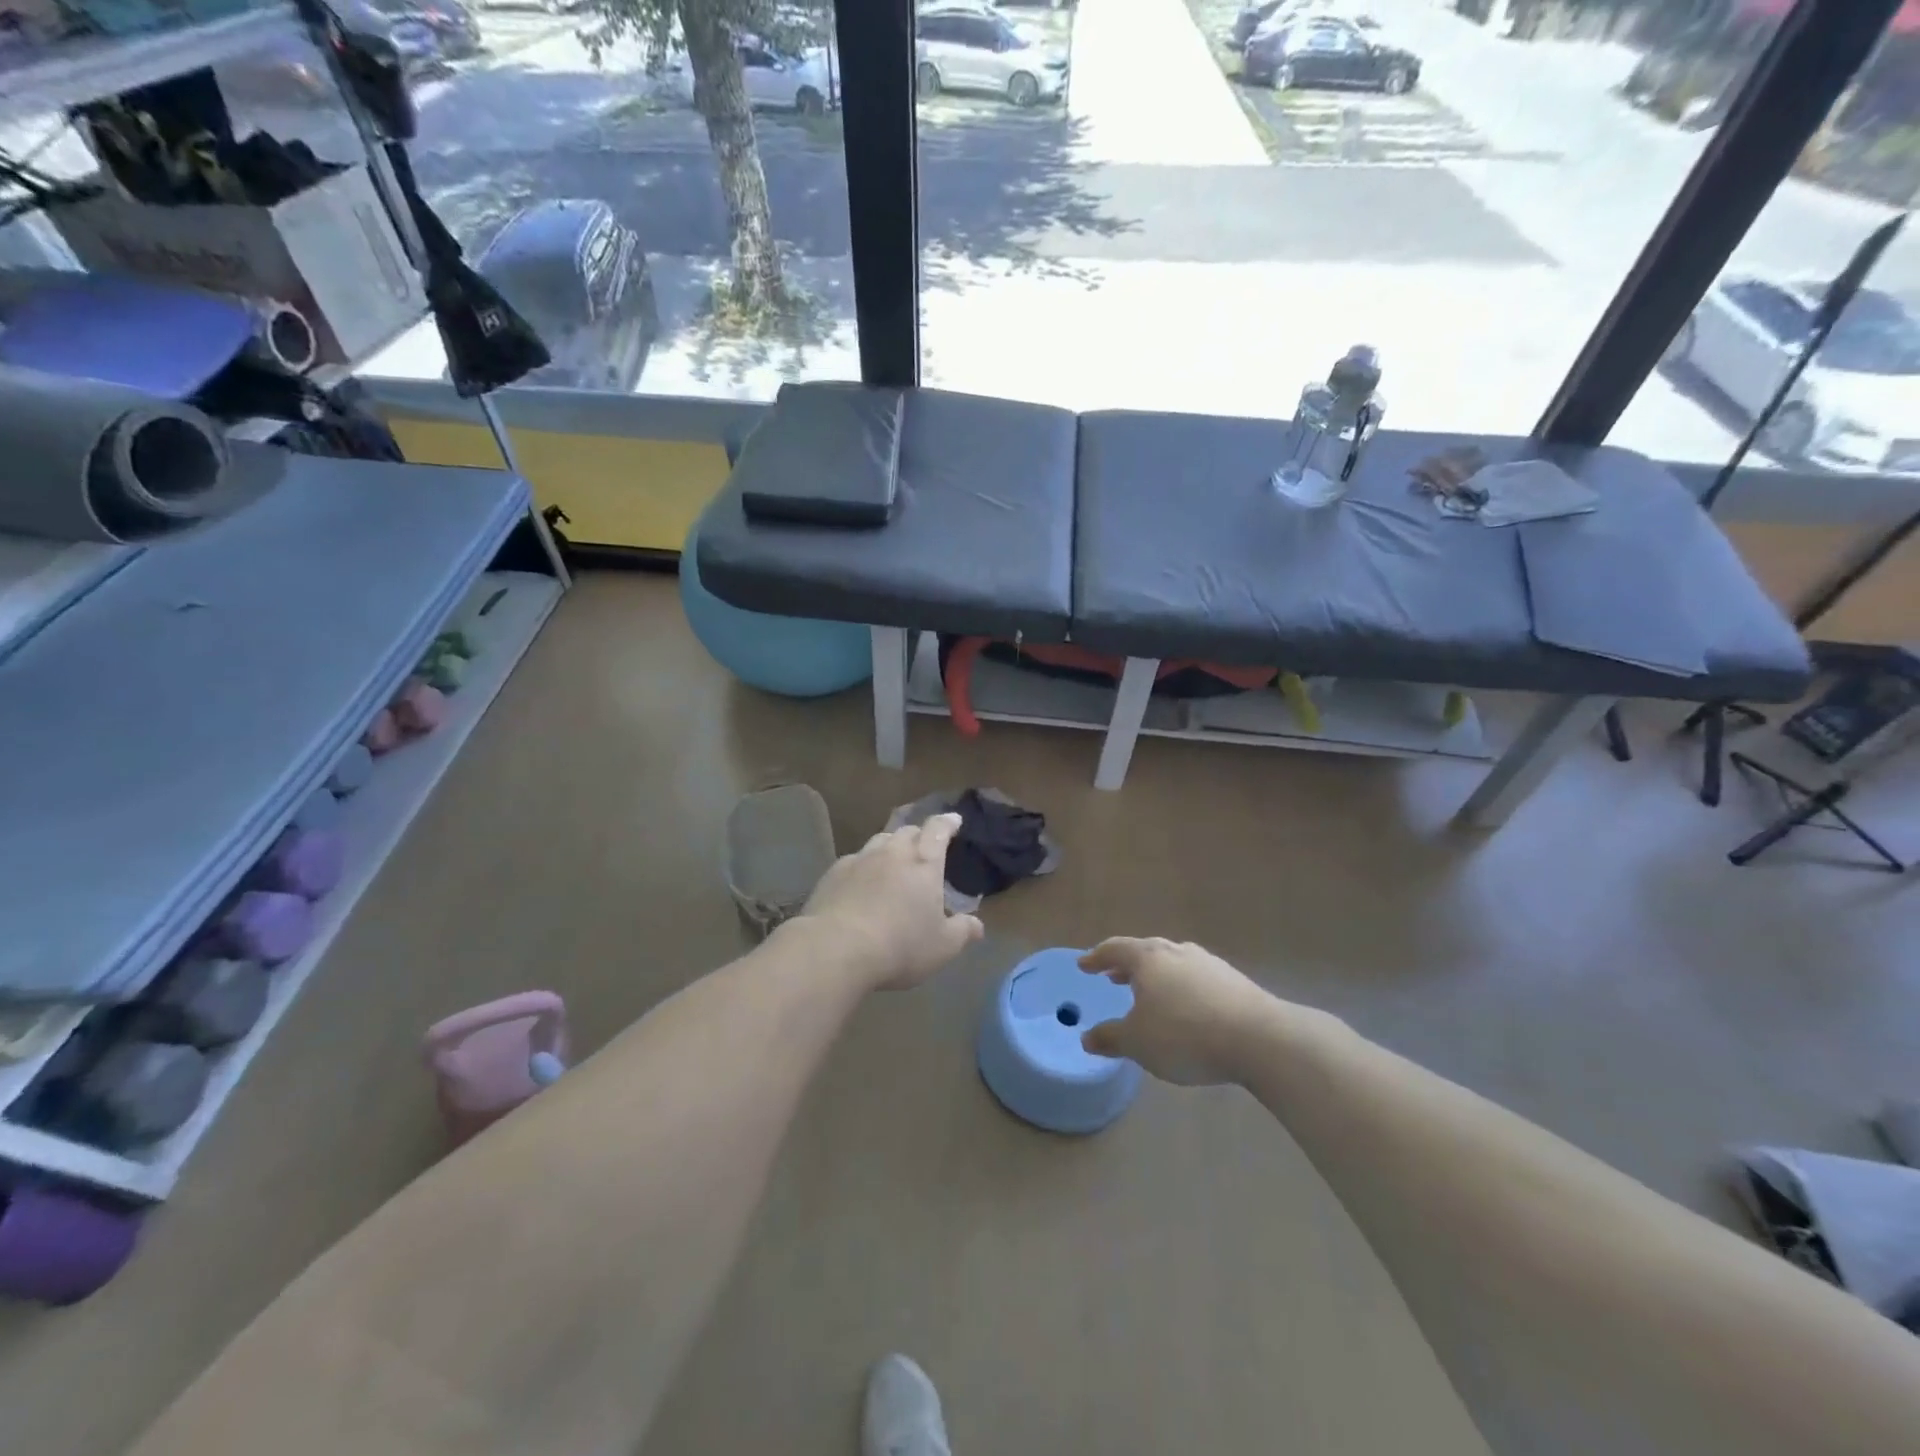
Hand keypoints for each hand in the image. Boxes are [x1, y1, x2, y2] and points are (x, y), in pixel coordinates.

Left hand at [800, 814, 983, 990]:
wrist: (837, 949)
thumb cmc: (900, 946)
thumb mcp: (942, 946)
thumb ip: (962, 931)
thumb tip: (978, 925)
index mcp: (924, 863)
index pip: (938, 830)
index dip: (947, 823)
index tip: (954, 820)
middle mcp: (892, 853)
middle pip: (907, 831)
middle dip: (919, 834)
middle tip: (924, 846)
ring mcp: (860, 860)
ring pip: (879, 840)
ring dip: (890, 846)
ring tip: (893, 860)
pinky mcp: (833, 874)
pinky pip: (854, 860)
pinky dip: (864, 865)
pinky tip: (861, 882)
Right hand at [1078, 938, 1275, 1085]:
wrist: (1260, 1039)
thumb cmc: (1185, 1035)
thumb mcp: (1138, 1043)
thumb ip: (1110, 1038)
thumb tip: (1087, 1037)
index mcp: (1148, 958)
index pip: (1115, 949)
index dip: (1097, 958)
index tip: (1084, 965)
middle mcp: (1177, 952)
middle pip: (1145, 952)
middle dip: (1127, 965)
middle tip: (1114, 977)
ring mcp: (1209, 964)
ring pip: (1173, 963)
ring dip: (1156, 976)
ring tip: (1149, 993)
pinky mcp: (1234, 982)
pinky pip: (1196, 979)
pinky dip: (1182, 988)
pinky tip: (1187, 1008)